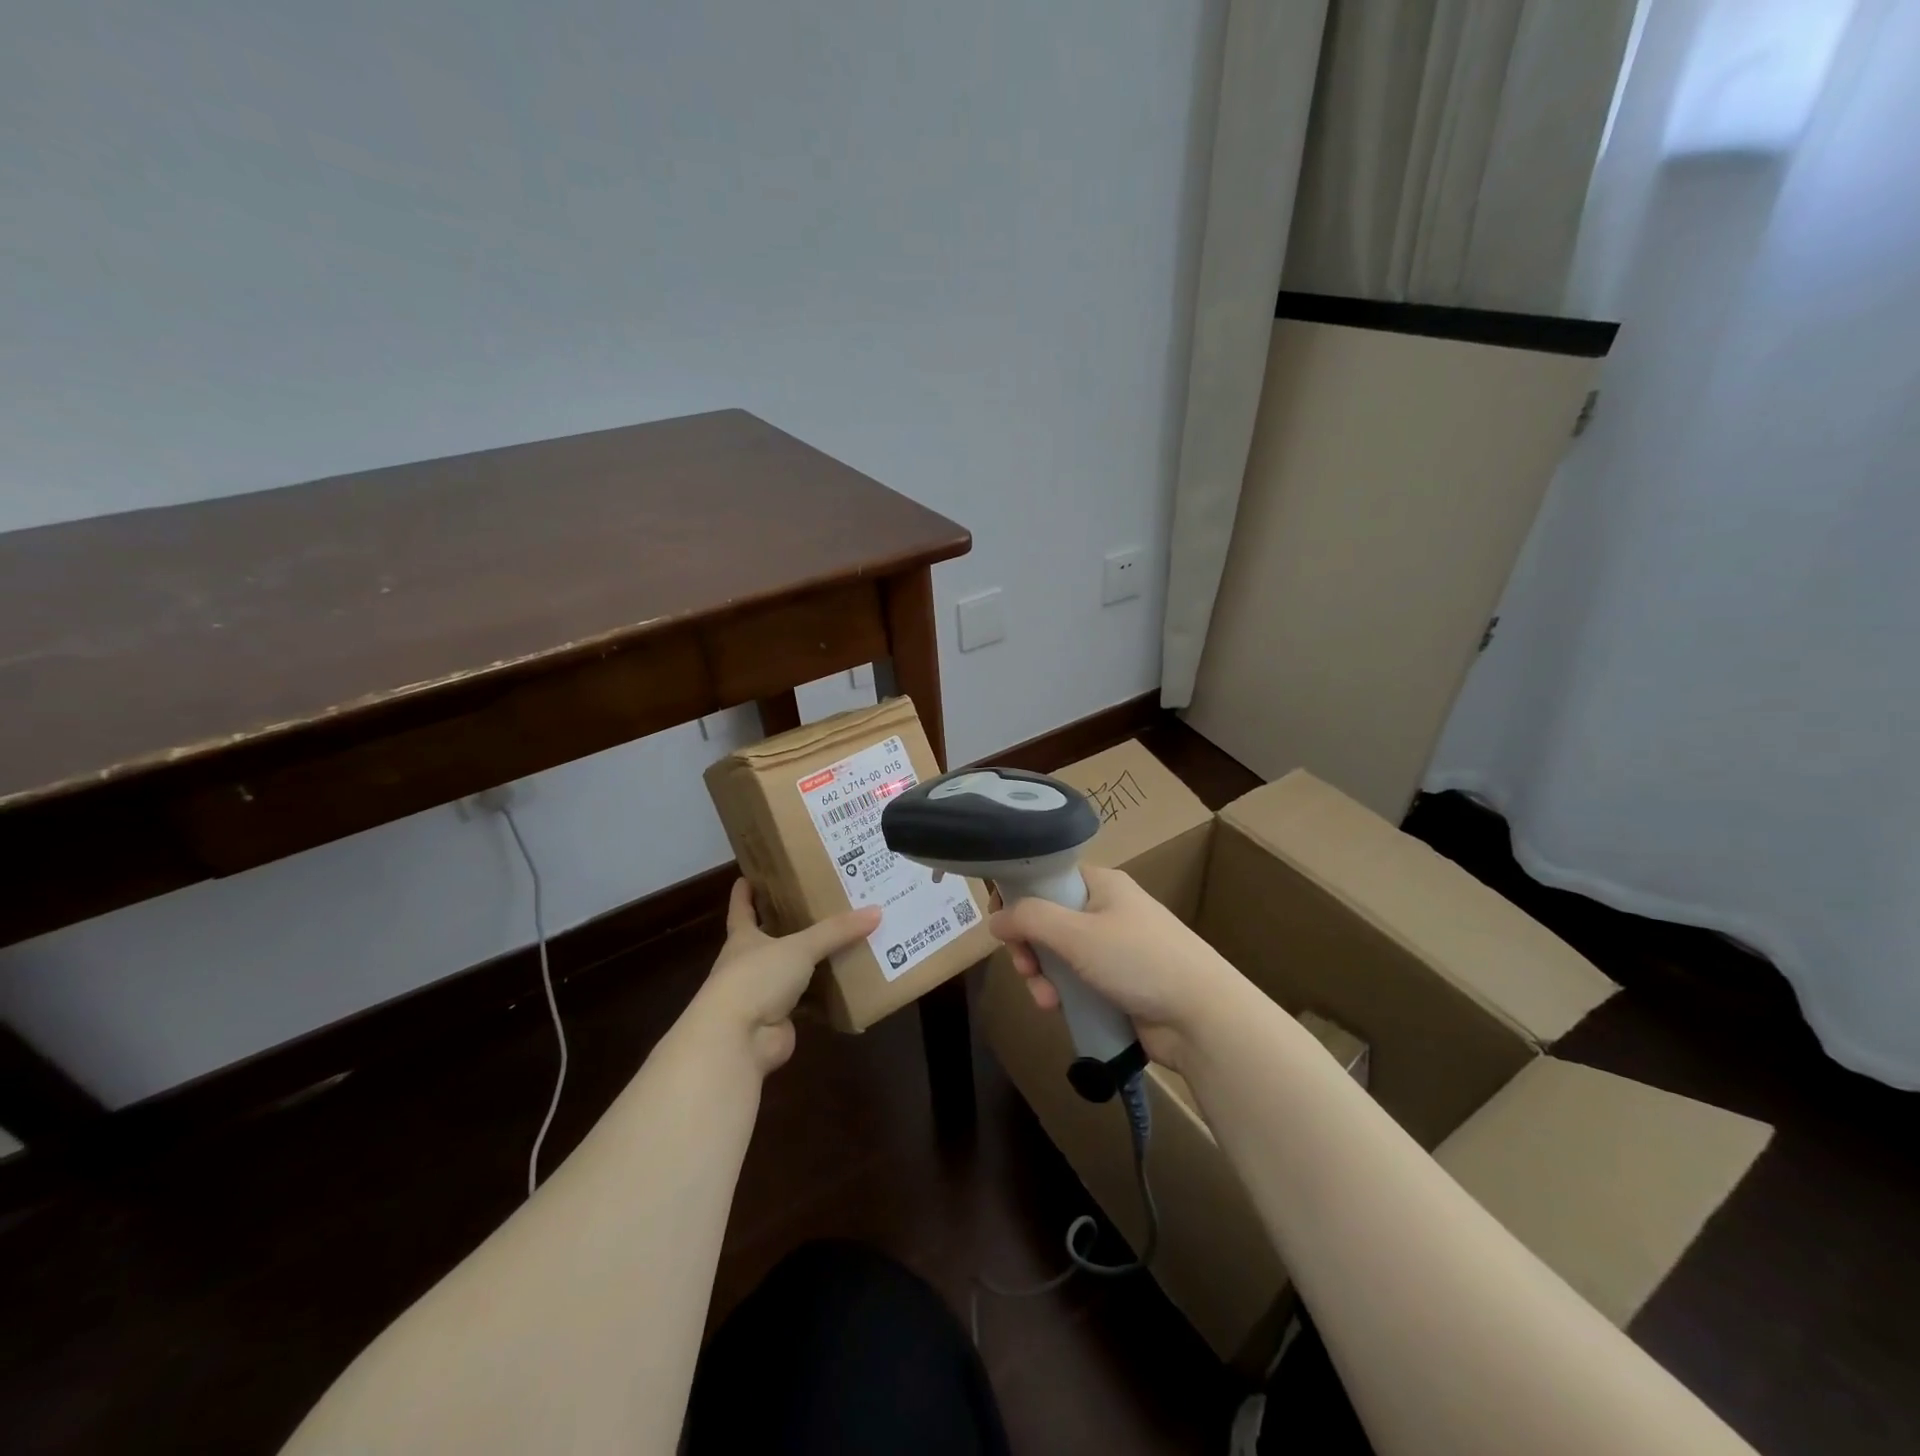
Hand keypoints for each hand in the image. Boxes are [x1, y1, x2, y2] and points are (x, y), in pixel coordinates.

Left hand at [691, 880, 880, 1074]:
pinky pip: (806, 1002)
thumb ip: (836, 931)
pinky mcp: (778, 1021)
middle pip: (767, 939)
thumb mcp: (799, 947)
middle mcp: (749, 964)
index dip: (744, 893)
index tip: (748, 876)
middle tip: (817, 905)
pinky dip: (823, 997)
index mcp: (743, 939)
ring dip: (809, 963)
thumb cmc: (757, 978)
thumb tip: (876, 911)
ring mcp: (762, 995)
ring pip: (789, 972)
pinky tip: (846, 986)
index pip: (741, 909)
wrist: (737, 1039)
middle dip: (786, 925)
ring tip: (841, 942)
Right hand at [988, 866, 1244, 1071]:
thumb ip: (1030, 919)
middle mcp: (1106, 910)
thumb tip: (994, 918)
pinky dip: (1063, 993)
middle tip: (1025, 968)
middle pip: (1048, 920)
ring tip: (1046, 999)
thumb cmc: (1138, 960)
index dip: (1020, 896)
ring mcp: (1113, 948)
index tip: (1001, 923)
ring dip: (1043, 976)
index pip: (1048, 878)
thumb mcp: (1077, 933)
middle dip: (1029, 947)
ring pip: (1058, 954)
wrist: (1201, 1017)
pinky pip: (1075, 980)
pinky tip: (1059, 1009)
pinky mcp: (1117, 983)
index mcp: (1102, 884)